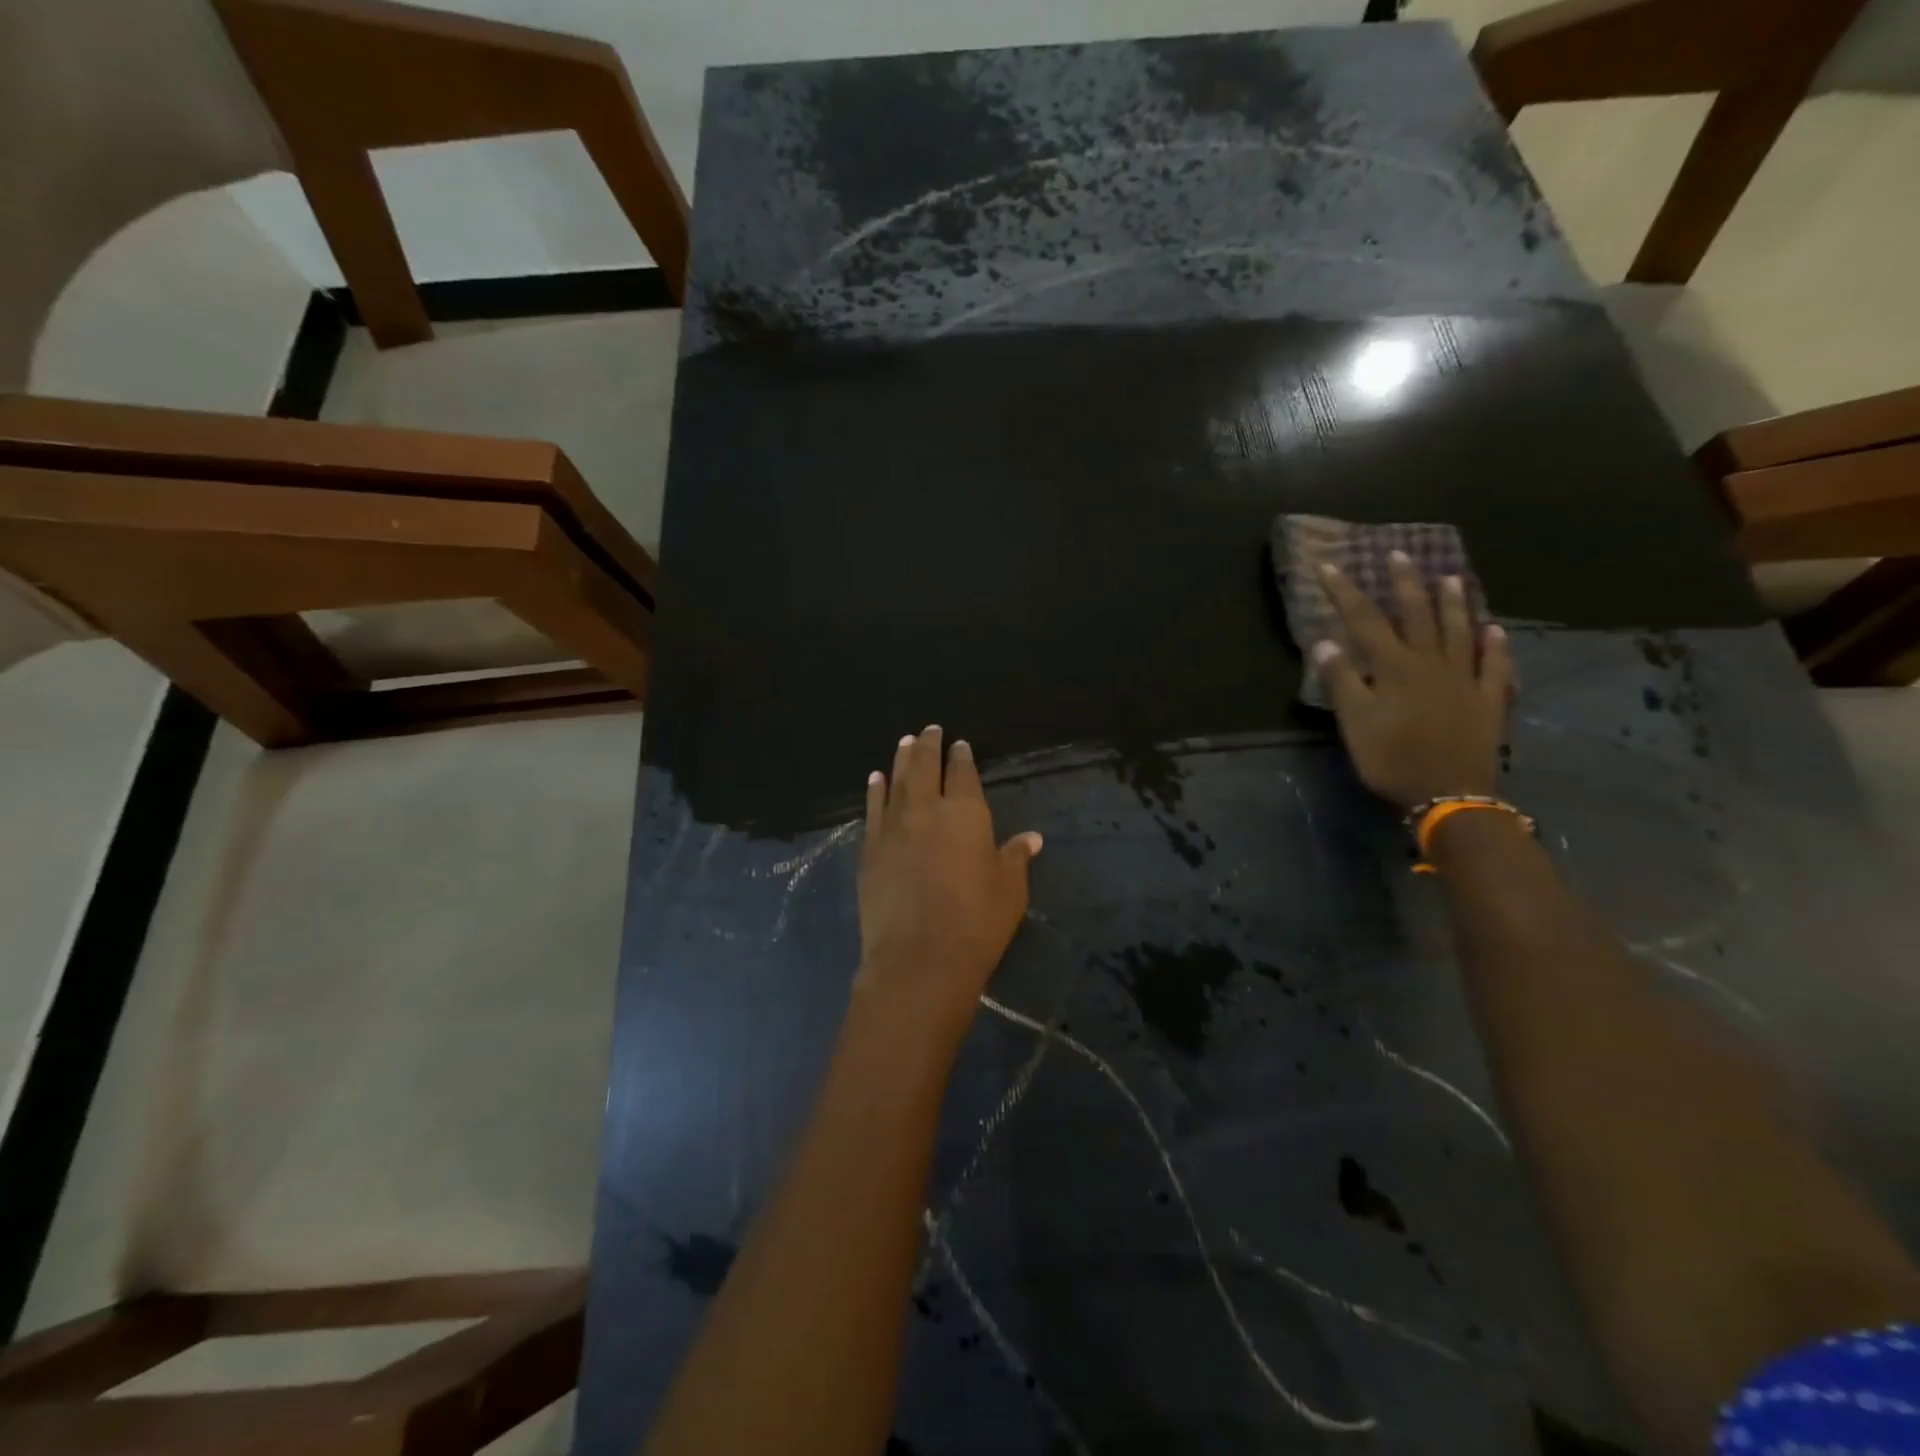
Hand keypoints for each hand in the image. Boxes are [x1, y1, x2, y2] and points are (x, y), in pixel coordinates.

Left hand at [856, 726, 1042, 1047]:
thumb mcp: (1009, 890)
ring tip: (903, 742)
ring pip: (896, 781)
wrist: (918, 959)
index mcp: (965, 813)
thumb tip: (1031, 837)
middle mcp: (926, 809)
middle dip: (928, 745)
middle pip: (924, 766)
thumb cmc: (976, 923)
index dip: (962, 756)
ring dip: (901, 759)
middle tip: (929, 729)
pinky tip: (875, 779)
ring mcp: (893, 827)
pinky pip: (872, 809)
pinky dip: (875, 790)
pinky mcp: (870, 849)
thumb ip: (1015, 857)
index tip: (960, 744)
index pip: (963, 773)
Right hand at [1312, 552, 1512, 810]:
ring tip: (1450, 577)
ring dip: (1453, 603)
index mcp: (1394, 667)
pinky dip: (1495, 645)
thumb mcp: (1355, 723)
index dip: (1345, 592)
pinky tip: (1495, 630)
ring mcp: (1465, 679)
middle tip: (1399, 554)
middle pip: (1417, 615)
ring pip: (1459, 631)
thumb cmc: (1393, 758)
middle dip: (1404, 583)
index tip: (1329, 565)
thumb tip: (1325, 641)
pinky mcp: (1488, 699)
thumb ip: (1342, 680)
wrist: (1450, 793)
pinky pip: (1494, 665)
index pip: (1365, 620)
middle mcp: (1431, 663)